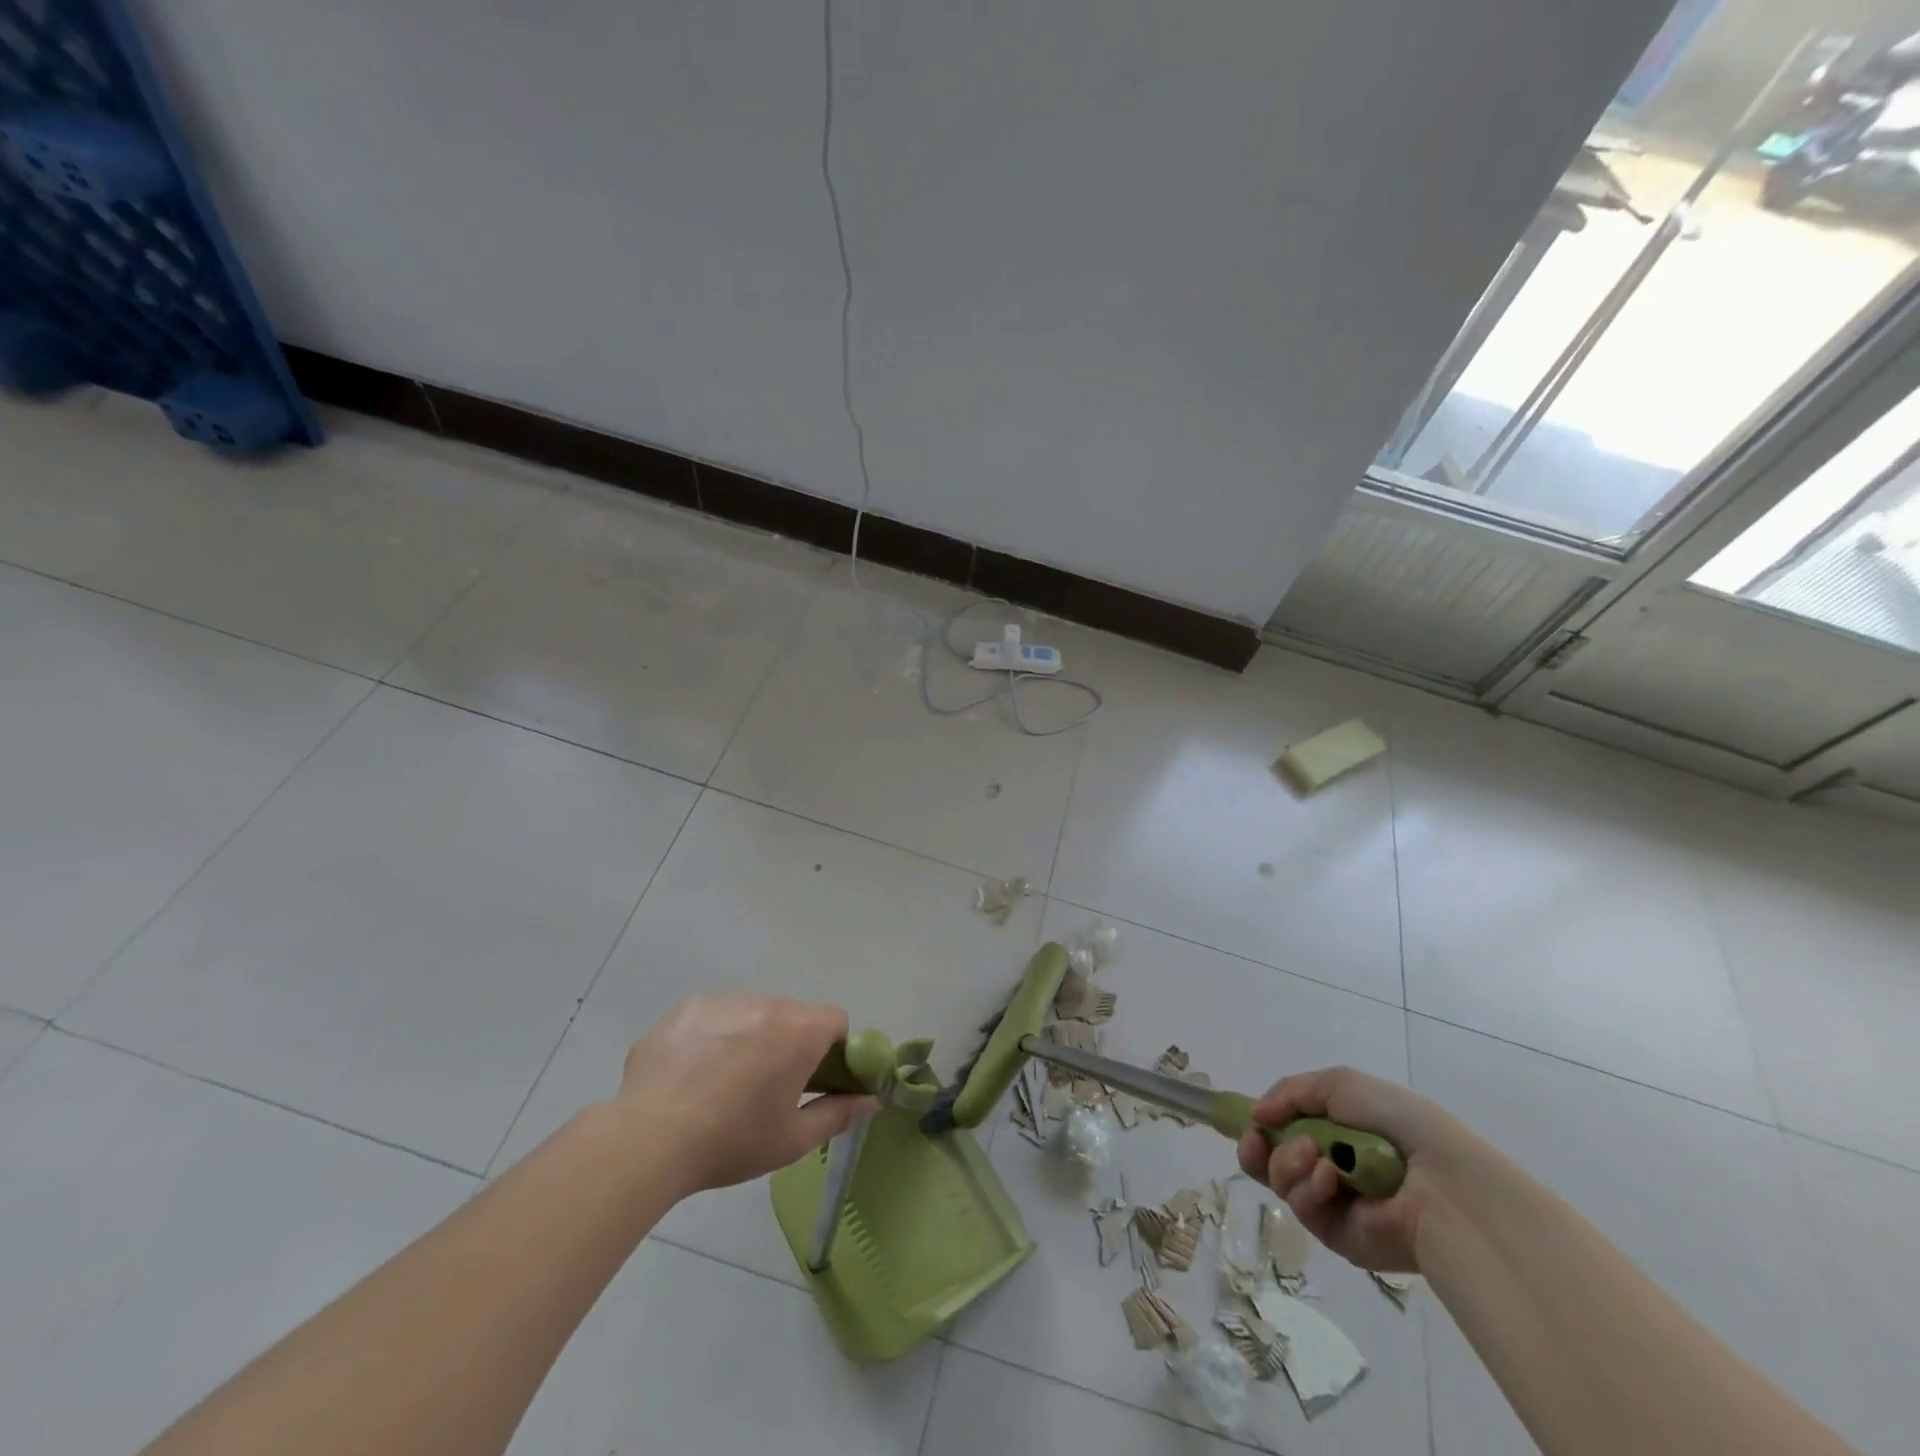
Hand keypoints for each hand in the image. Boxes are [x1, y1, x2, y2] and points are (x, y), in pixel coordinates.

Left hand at [611, 994, 875, 1196]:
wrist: (649, 1138)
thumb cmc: (731, 1141)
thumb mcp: (793, 1140)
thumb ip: (839, 1114)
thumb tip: (870, 1100)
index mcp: (799, 1030)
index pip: (835, 1021)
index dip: (831, 1051)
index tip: (812, 1082)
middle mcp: (766, 1002)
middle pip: (791, 1016)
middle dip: (787, 1045)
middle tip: (764, 1090)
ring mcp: (723, 1000)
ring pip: (751, 1014)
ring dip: (749, 1039)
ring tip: (720, 1085)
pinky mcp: (686, 1007)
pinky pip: (713, 1017)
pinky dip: (712, 1038)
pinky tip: (690, 1076)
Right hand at [1236, 1066, 1480, 1273]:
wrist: (1446, 1184)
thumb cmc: (1397, 1123)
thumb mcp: (1340, 1084)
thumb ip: (1290, 1092)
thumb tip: (1256, 1116)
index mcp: (1336, 1133)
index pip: (1283, 1132)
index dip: (1261, 1127)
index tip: (1252, 1124)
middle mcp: (1331, 1168)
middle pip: (1271, 1162)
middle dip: (1260, 1149)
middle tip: (1260, 1139)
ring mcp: (1335, 1205)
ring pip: (1282, 1183)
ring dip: (1287, 1163)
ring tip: (1315, 1156)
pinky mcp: (1340, 1238)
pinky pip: (1304, 1210)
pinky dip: (1311, 1189)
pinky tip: (1332, 1179)